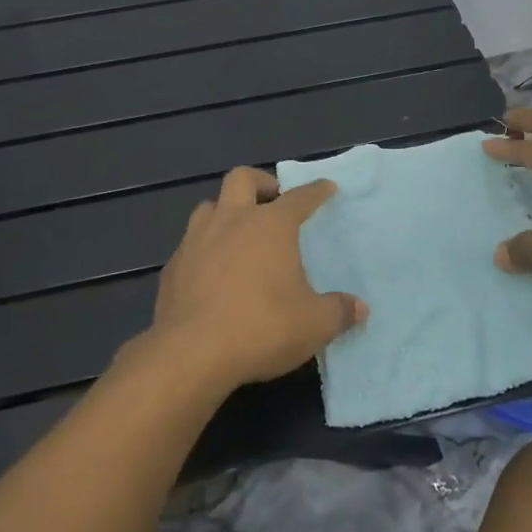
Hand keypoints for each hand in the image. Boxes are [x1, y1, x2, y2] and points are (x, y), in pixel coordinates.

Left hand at [144, 167, 367, 391]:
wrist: (192, 352)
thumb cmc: (262, 327)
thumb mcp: (314, 325)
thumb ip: (339, 312)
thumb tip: (359, 308)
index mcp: (270, 225)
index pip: (299, 198)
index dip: (315, 191)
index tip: (326, 187)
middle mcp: (231, 220)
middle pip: (242, 178)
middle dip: (261, 182)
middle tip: (273, 199)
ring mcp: (196, 240)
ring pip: (209, 206)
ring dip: (226, 211)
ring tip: (238, 232)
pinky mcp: (172, 266)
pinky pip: (190, 244)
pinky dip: (204, 248)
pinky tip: (211, 272)